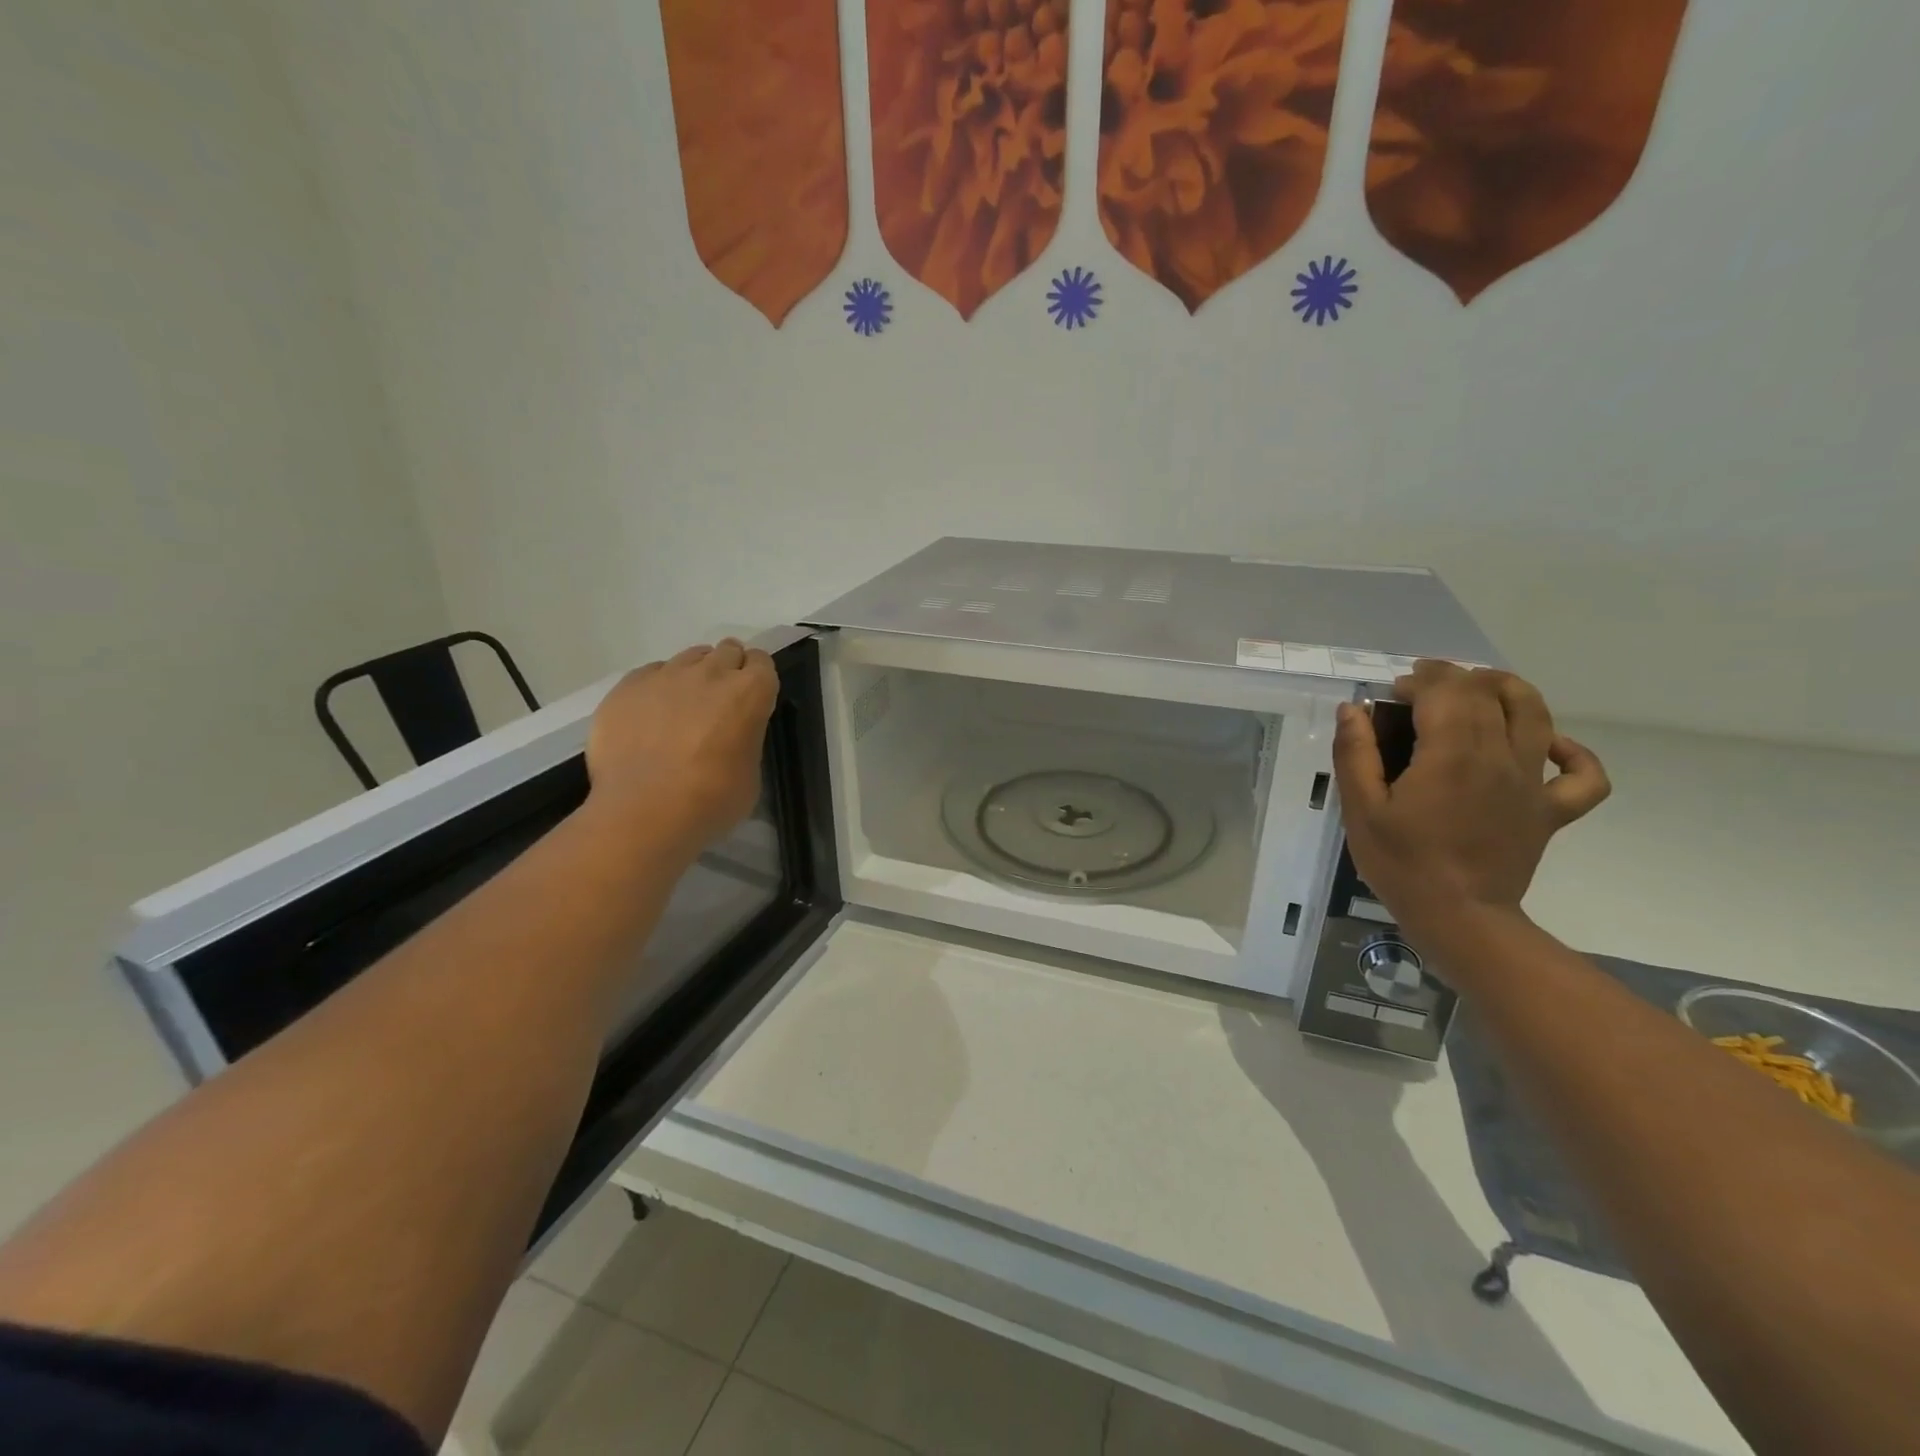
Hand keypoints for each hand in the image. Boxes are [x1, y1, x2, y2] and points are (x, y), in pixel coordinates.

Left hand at [585, 639, 778, 853]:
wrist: (643, 812)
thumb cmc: (711, 801)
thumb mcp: (750, 773)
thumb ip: (745, 740)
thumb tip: (731, 737)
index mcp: (749, 693)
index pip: (762, 662)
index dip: (758, 678)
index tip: (752, 697)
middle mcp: (710, 673)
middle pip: (727, 651)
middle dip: (729, 669)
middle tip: (720, 701)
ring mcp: (666, 676)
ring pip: (688, 658)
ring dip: (694, 675)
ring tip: (684, 707)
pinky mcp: (627, 686)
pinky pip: (651, 673)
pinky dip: (657, 687)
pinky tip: (651, 716)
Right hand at [1331, 662, 1610, 950]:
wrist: (1460, 917)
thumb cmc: (1401, 863)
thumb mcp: (1361, 809)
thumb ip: (1354, 754)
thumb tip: (1354, 709)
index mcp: (1451, 755)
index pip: (1445, 692)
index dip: (1419, 680)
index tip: (1392, 691)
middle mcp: (1499, 758)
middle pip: (1488, 694)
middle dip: (1454, 678)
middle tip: (1421, 685)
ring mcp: (1532, 783)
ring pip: (1537, 714)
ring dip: (1509, 689)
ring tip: (1480, 689)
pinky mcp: (1551, 810)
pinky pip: (1583, 773)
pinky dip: (1571, 751)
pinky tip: (1546, 746)